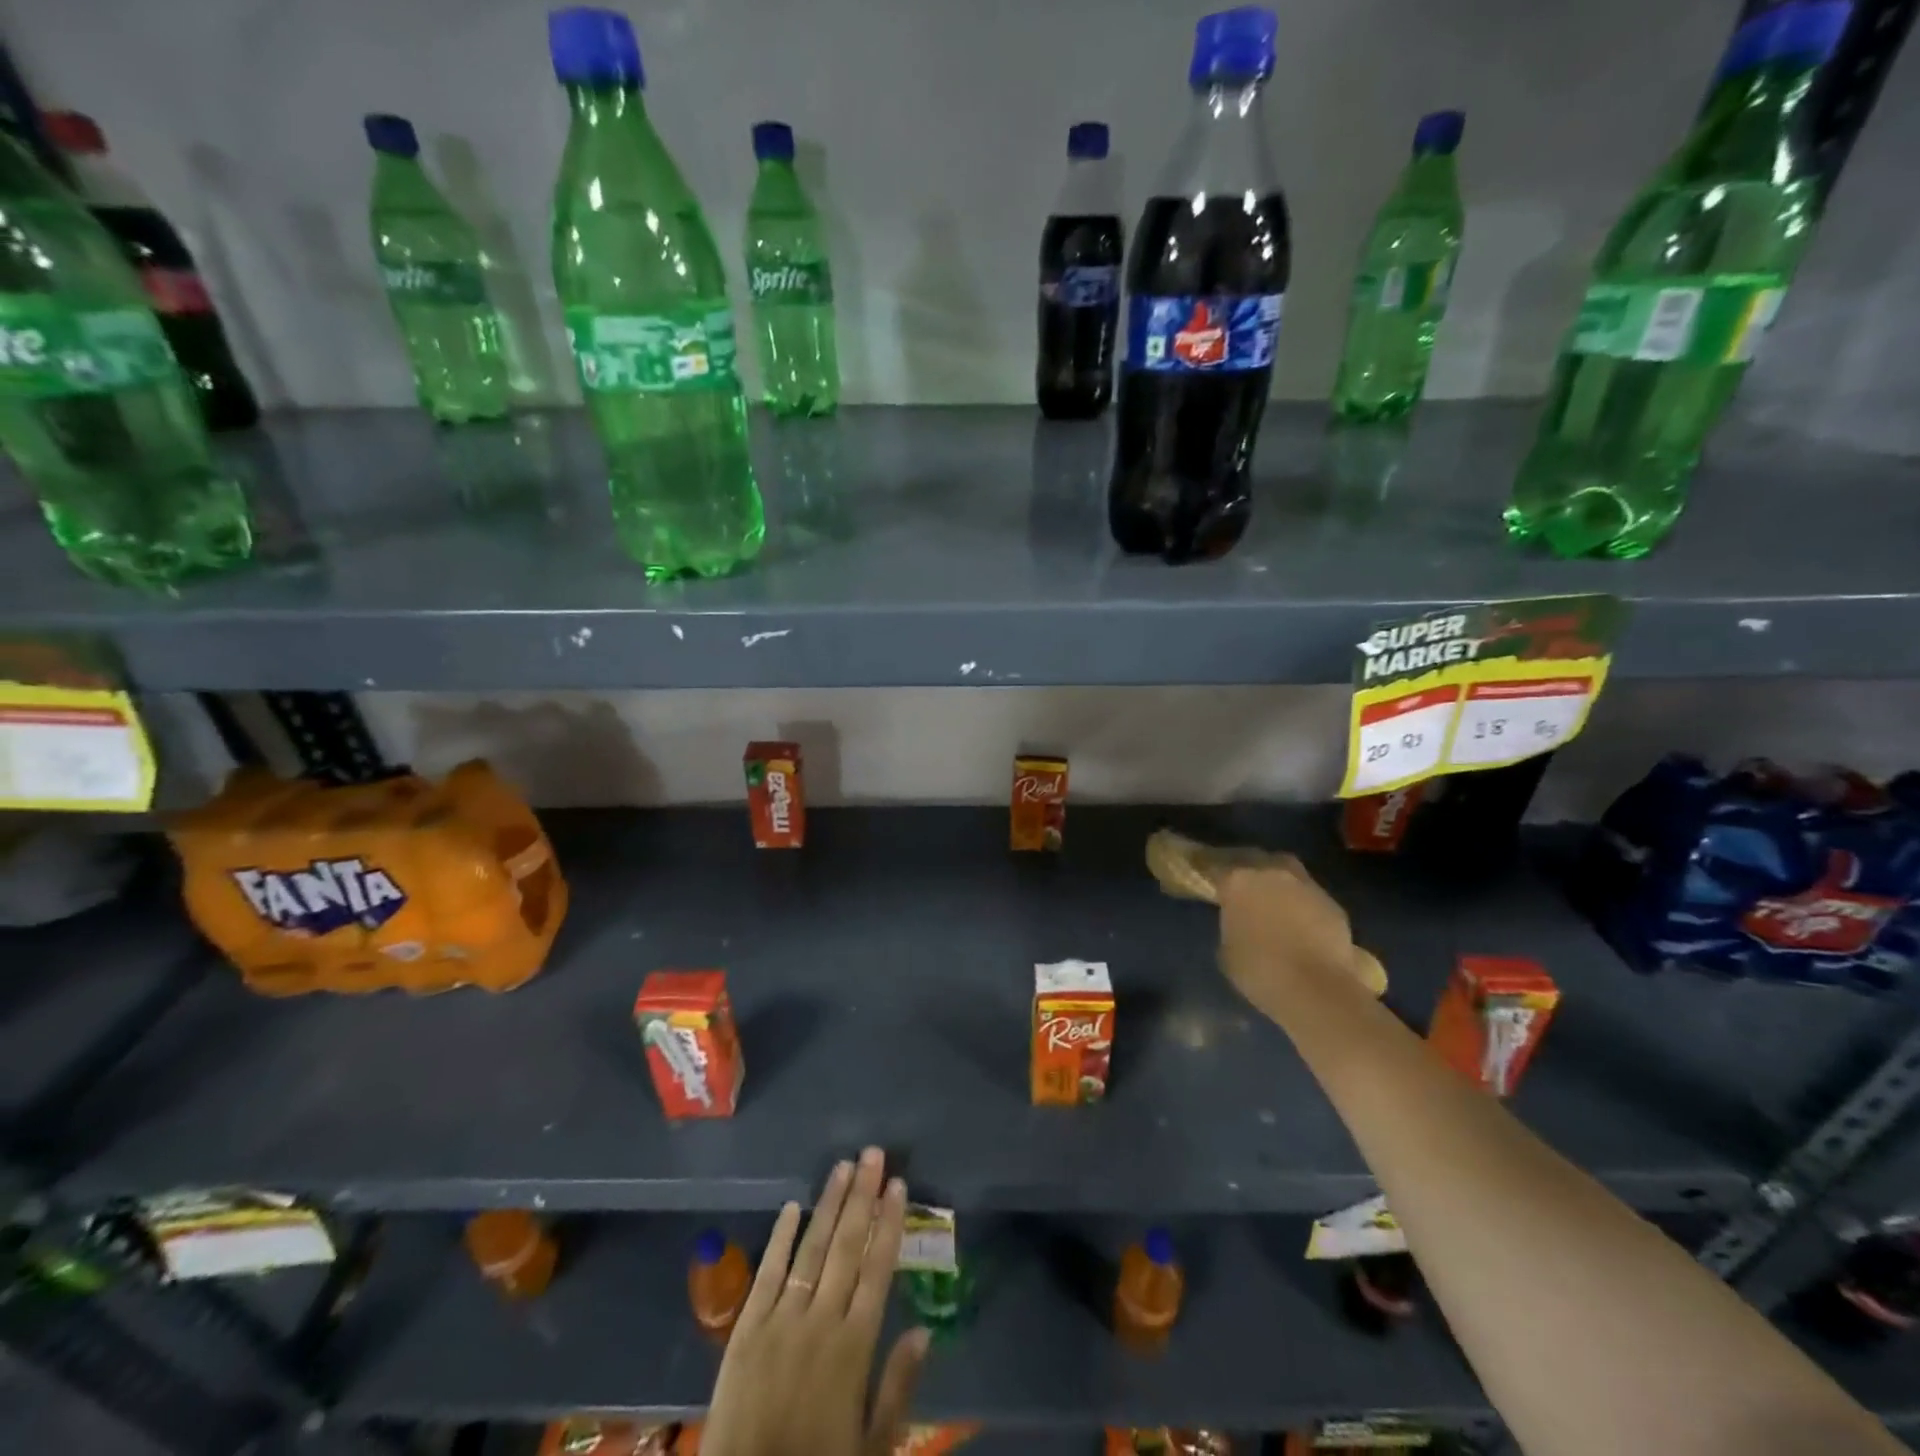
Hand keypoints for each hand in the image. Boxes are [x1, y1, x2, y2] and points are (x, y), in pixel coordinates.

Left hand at [702, 1148, 928, 1455]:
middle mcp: (821, 1321)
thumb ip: (898, 1387)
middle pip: (847, 1246)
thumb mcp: (872, 1445)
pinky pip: (766, 1273)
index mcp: (854, 1347)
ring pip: (811, 1248)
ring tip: (842, 1166)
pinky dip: (780, 1238)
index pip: (878, 1270)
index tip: (898, 1185)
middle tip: (873, 1154)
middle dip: (862, 1196)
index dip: (889, 1223)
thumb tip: (924, 1330)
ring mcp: (781, 1320)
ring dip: (829, 1204)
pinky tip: (792, 1206)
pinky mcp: (746, 1328)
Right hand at [1217, 859, 1381, 1020]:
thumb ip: (1230, 925)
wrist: (1318, 990)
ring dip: (1277, 883)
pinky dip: (1301, 903)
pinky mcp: (1332, 903)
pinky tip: (1298, 921)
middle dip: (1246, 869)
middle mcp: (1271, 872)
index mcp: (1238, 880)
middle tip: (1240, 884)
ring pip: (1286, 873)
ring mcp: (1305, 885)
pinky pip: (1309, 896)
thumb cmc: (1260, 971)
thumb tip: (1239, 922)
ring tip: (1272, 900)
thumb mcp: (1227, 950)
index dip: (1209, 873)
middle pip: (1254, 860)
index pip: (1215, 866)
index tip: (1206, 879)